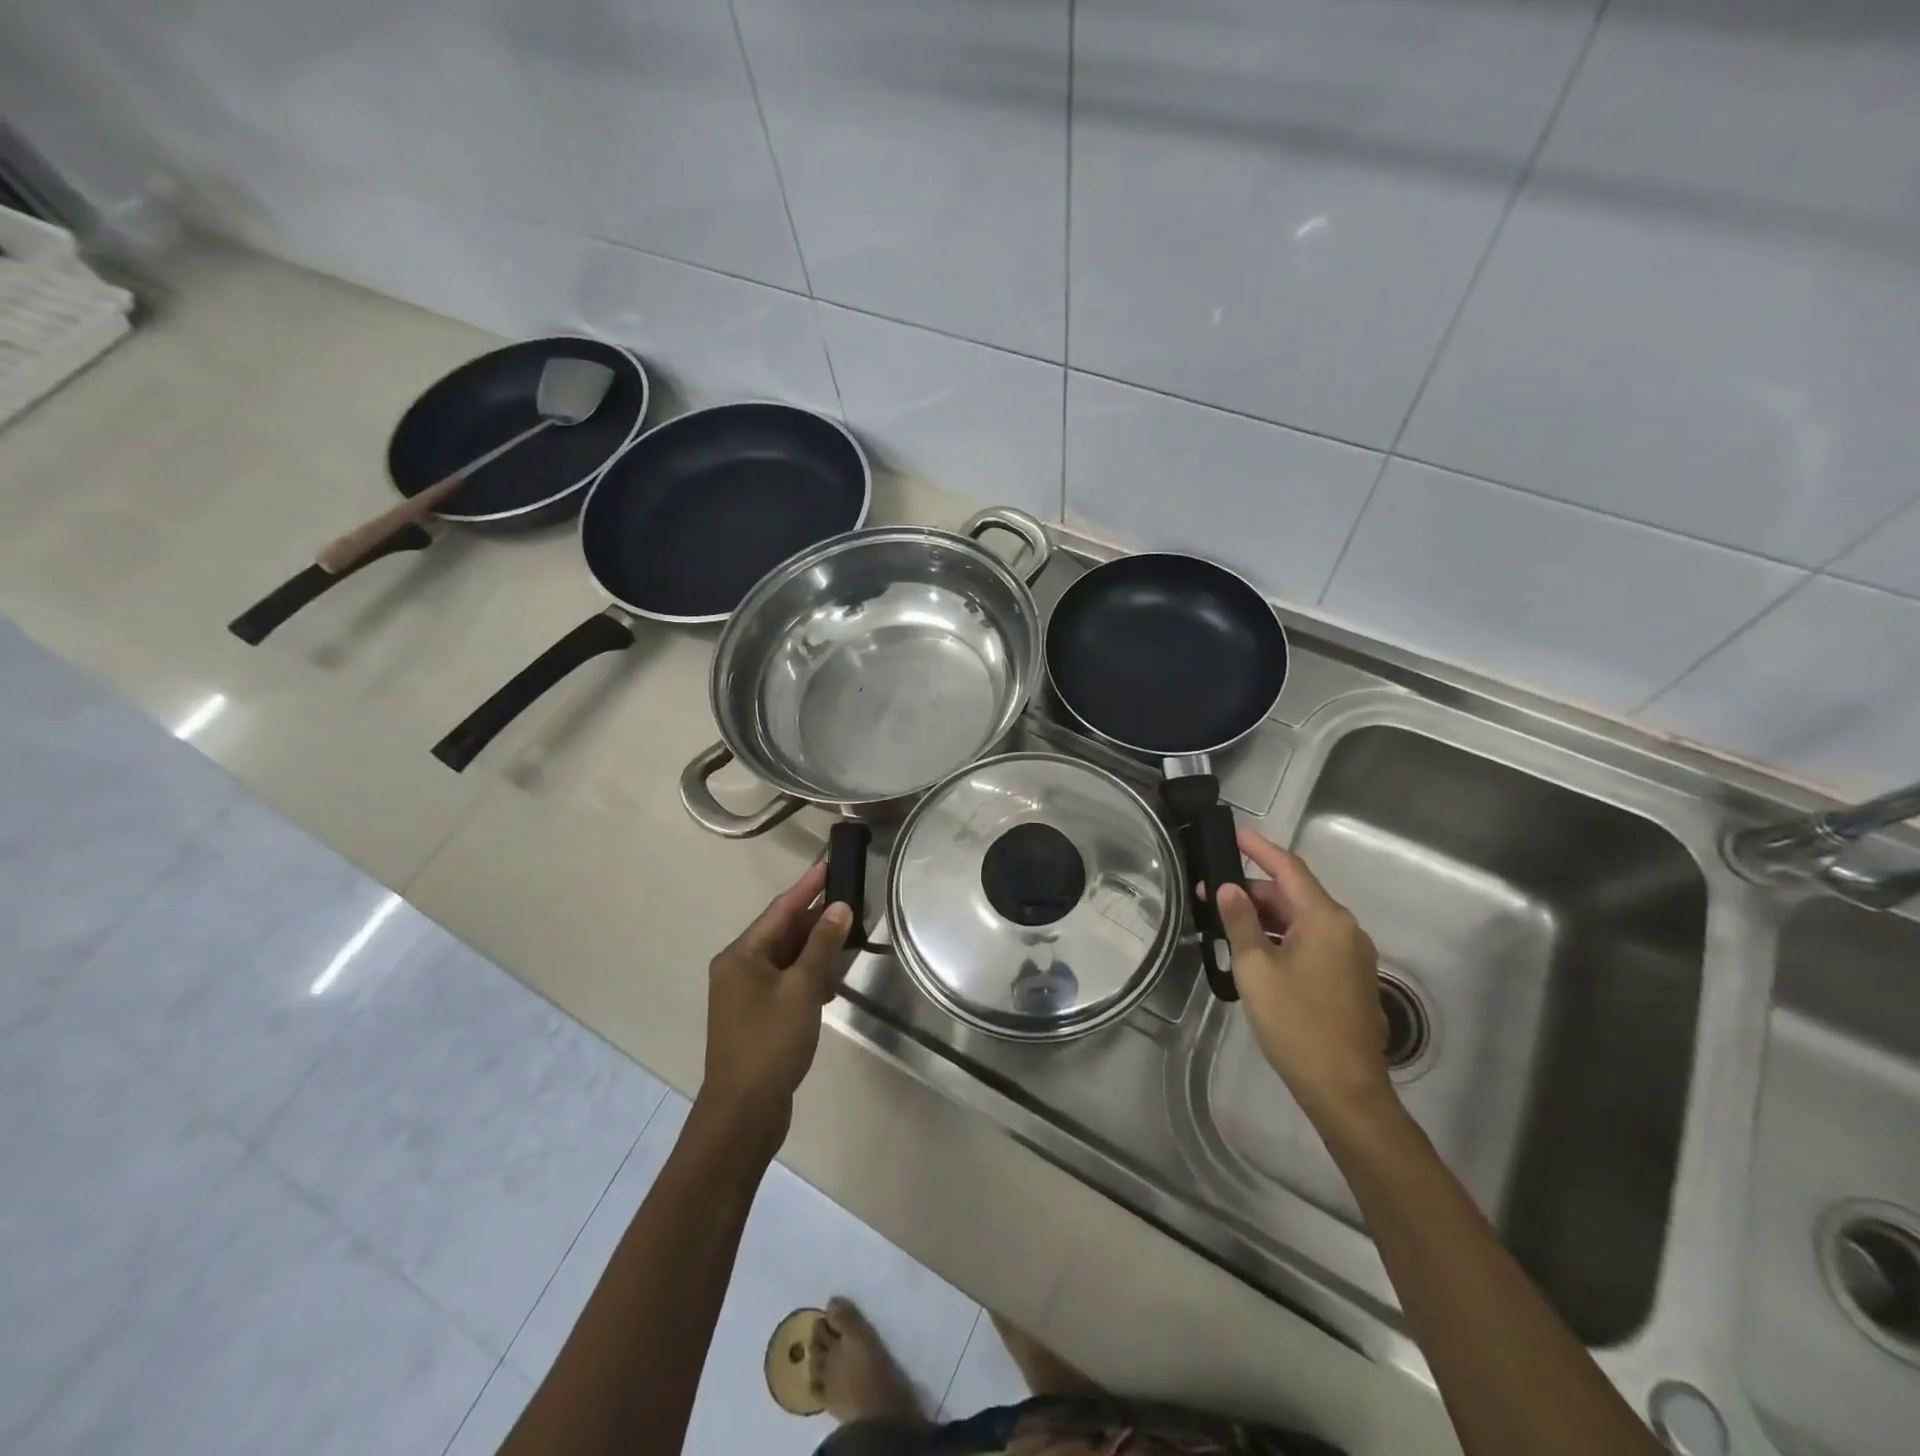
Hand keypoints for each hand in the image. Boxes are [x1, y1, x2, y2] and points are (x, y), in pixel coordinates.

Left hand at [699, 864, 851, 1144]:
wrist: (743, 1113)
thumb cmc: (770, 1043)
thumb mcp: (801, 989)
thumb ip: (821, 946)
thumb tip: (839, 908)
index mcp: (741, 956)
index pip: (780, 910)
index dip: (807, 887)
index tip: (829, 864)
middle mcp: (739, 968)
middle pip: (782, 932)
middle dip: (815, 917)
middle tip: (849, 897)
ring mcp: (746, 995)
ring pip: (786, 958)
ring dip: (815, 947)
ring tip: (848, 932)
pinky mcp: (758, 1017)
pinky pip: (786, 982)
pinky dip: (808, 976)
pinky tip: (833, 981)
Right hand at [1214, 829, 1393, 1121]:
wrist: (1344, 1089)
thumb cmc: (1296, 1023)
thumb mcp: (1256, 968)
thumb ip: (1240, 922)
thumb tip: (1229, 888)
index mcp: (1325, 919)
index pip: (1288, 868)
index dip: (1259, 848)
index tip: (1232, 833)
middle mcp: (1344, 929)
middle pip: (1294, 894)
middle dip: (1251, 890)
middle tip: (1208, 893)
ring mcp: (1351, 955)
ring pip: (1301, 920)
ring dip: (1264, 917)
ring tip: (1223, 922)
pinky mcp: (1349, 978)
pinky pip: (1311, 942)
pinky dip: (1281, 937)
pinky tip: (1252, 950)